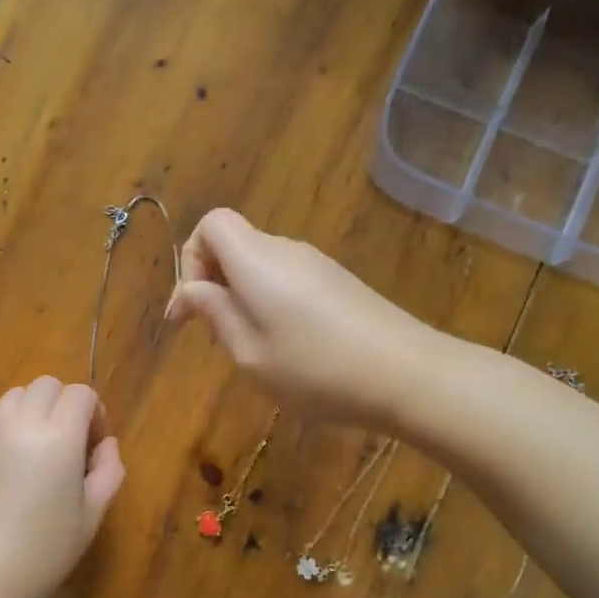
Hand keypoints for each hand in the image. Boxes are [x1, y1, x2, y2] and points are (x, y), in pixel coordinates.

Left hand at [0, 377, 125, 597]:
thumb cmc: (45, 552)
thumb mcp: (92, 515)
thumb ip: (108, 470)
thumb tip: (105, 445)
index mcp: (58, 436)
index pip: (80, 394)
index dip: (95, 412)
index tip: (96, 444)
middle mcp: (20, 425)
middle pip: (45, 385)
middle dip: (65, 403)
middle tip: (71, 443)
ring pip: (14, 398)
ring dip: (34, 411)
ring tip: (40, 450)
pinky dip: (8, 431)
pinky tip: (11, 471)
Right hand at [165, 208, 436, 426]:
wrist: (407, 374)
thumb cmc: (315, 369)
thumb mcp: (250, 354)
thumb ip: (216, 315)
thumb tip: (192, 290)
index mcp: (256, 260)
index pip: (211, 224)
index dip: (190, 259)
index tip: (191, 309)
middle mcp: (286, 250)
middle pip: (235, 244)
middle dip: (214, 283)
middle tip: (216, 336)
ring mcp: (318, 264)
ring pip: (261, 265)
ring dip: (243, 297)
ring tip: (251, 348)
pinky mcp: (339, 282)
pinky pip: (288, 279)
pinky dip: (271, 302)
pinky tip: (288, 346)